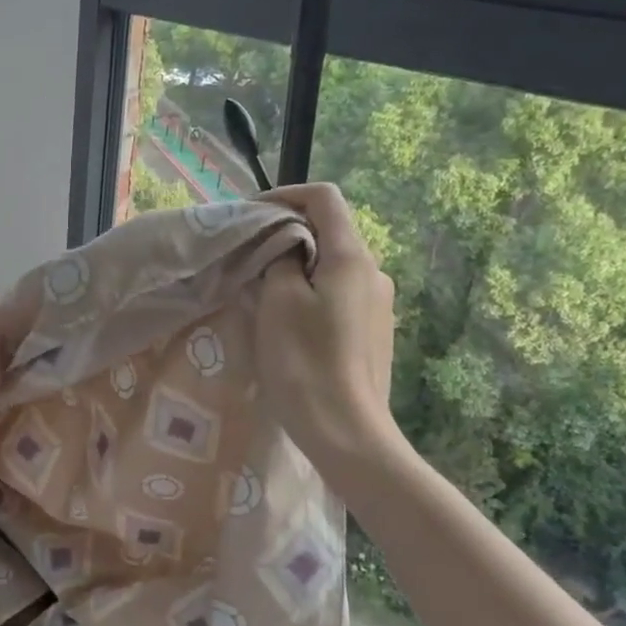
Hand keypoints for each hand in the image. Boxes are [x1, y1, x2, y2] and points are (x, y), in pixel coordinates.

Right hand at [254, 184, 406, 473]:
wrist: (346, 430)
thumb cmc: (305, 361)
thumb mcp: (279, 302)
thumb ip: (280, 260)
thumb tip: (285, 247)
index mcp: (352, 257)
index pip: (324, 198)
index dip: (284, 195)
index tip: (249, 215)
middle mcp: (373, 272)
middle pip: (329, 231)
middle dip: (286, 234)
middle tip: (247, 255)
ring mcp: (378, 303)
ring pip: (333, 265)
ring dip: (297, 266)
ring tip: (261, 290)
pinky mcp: (373, 331)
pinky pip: (339, 294)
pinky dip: (311, 292)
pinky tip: (288, 321)